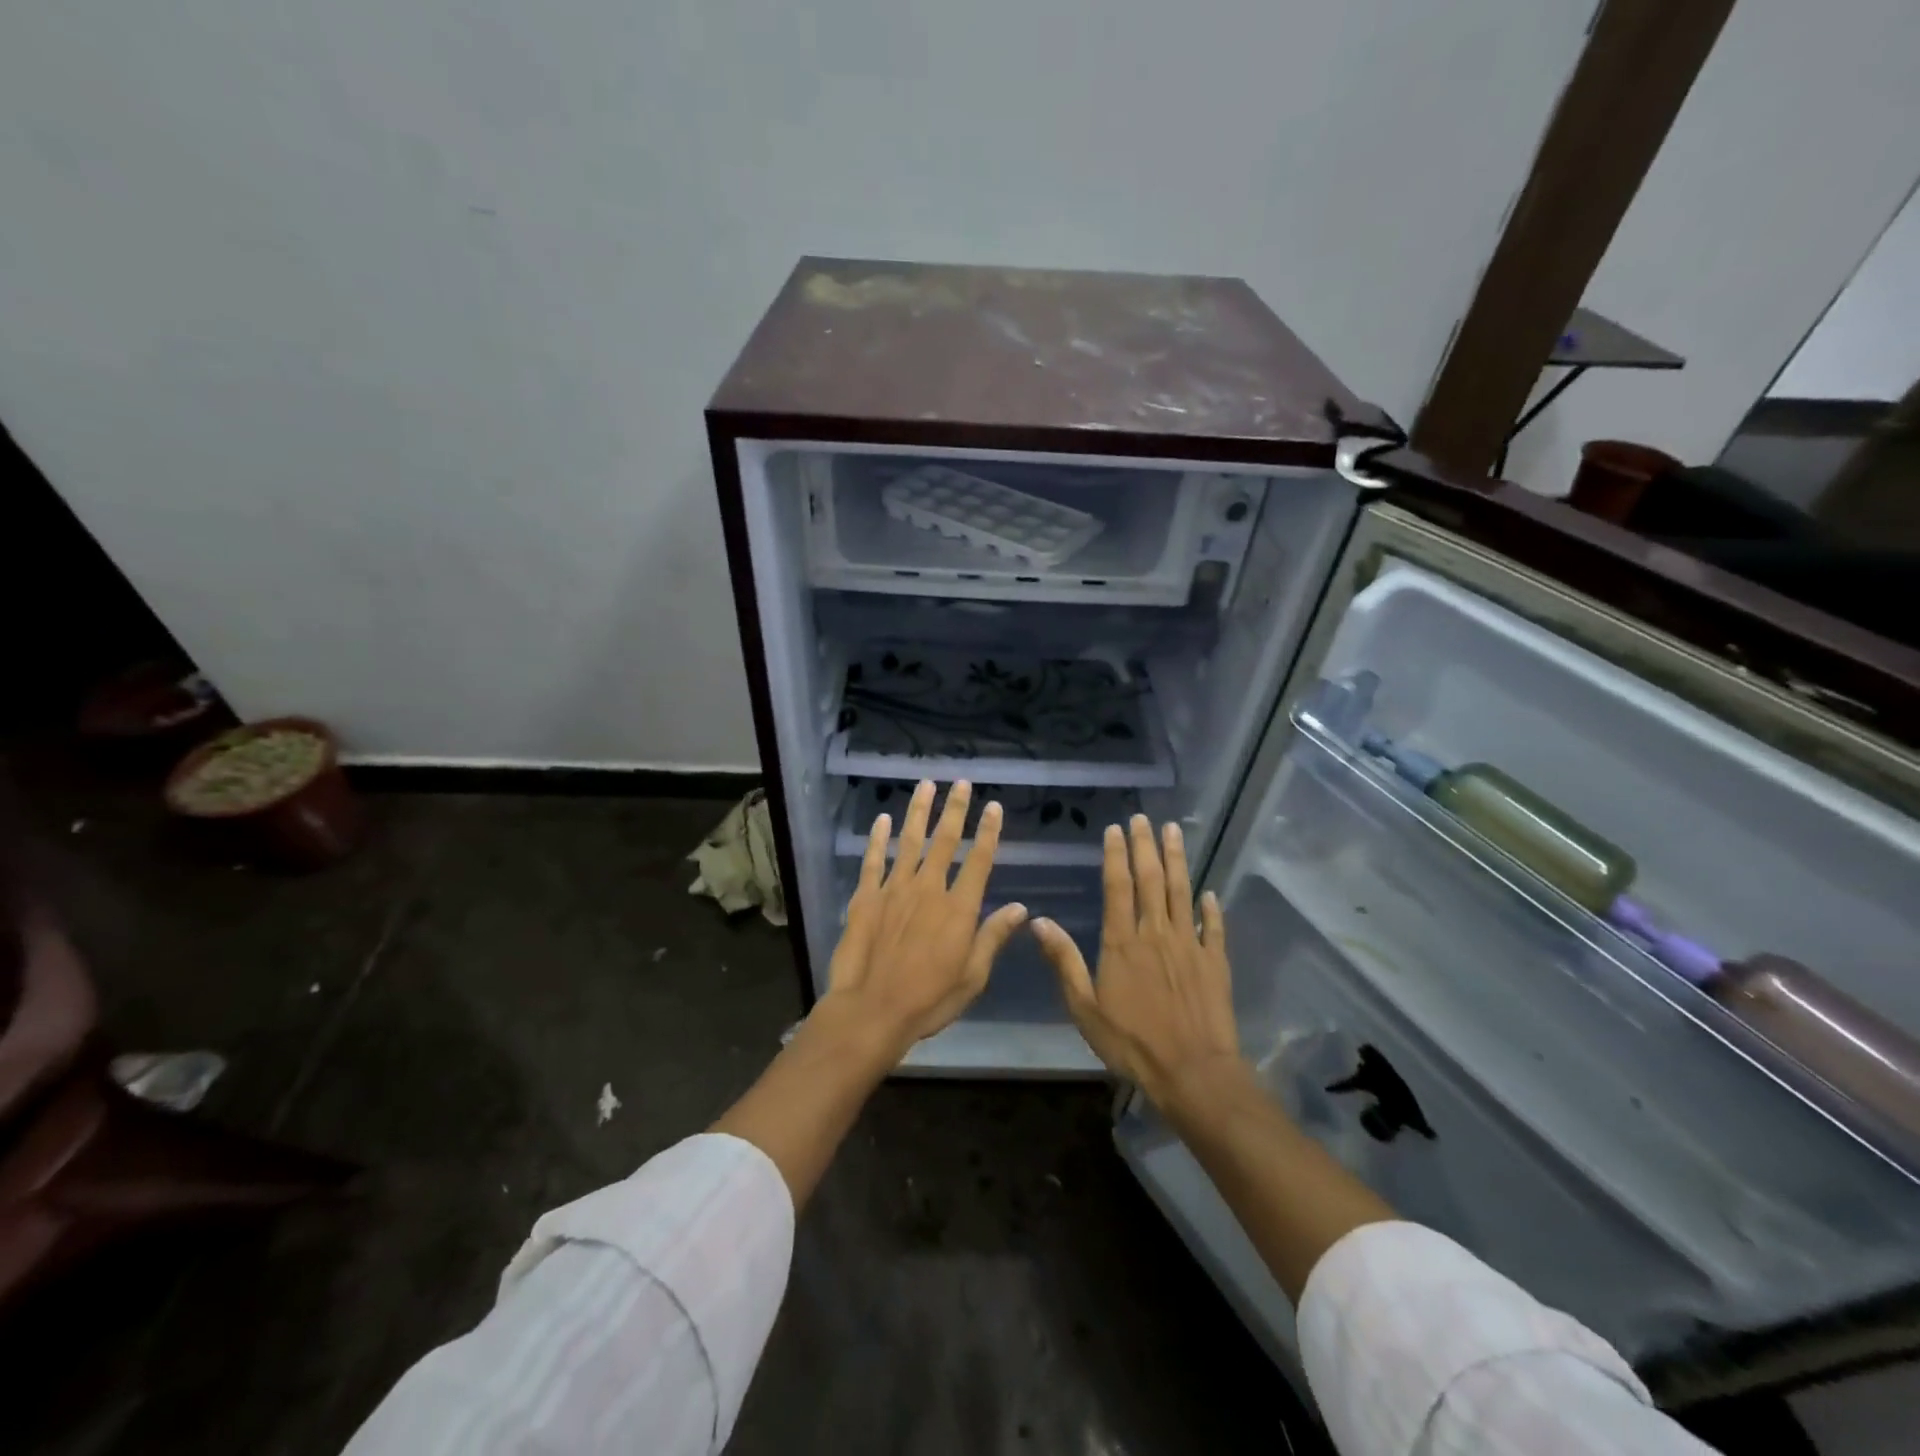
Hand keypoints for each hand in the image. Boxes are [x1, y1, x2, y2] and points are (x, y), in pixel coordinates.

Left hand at [822, 780, 1028, 1053]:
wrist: (872, 1010)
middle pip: (945, 841)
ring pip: (910, 841)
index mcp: (959, 908)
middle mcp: (929, 889)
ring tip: (926, 785)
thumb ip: (993, 936)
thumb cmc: (929, 999)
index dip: (988, 831)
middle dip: (955, 809)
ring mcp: (894, 889)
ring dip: (919, 811)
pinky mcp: (866, 897)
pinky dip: (878, 838)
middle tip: (961, 782)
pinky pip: (873, 860)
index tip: (993, 806)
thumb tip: (1021, 907)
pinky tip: (883, 819)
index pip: (979, 860)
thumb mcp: (973, 976)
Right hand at [1033, 816, 1241, 1107]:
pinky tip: (1210, 892)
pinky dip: (1211, 908)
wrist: (1192, 1072)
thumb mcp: (1085, 1007)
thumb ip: (1064, 961)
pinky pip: (1213, 927)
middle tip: (1144, 818)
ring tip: (1174, 832)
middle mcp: (1156, 933)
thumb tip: (1039, 921)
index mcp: (1123, 941)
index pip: (1118, 886)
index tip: (1115, 829)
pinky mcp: (1215, 962)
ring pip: (1182, 892)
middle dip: (1146, 845)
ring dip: (1178, 860)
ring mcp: (1190, 945)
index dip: (1116, 855)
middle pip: (1151, 879)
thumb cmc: (1132, 1042)